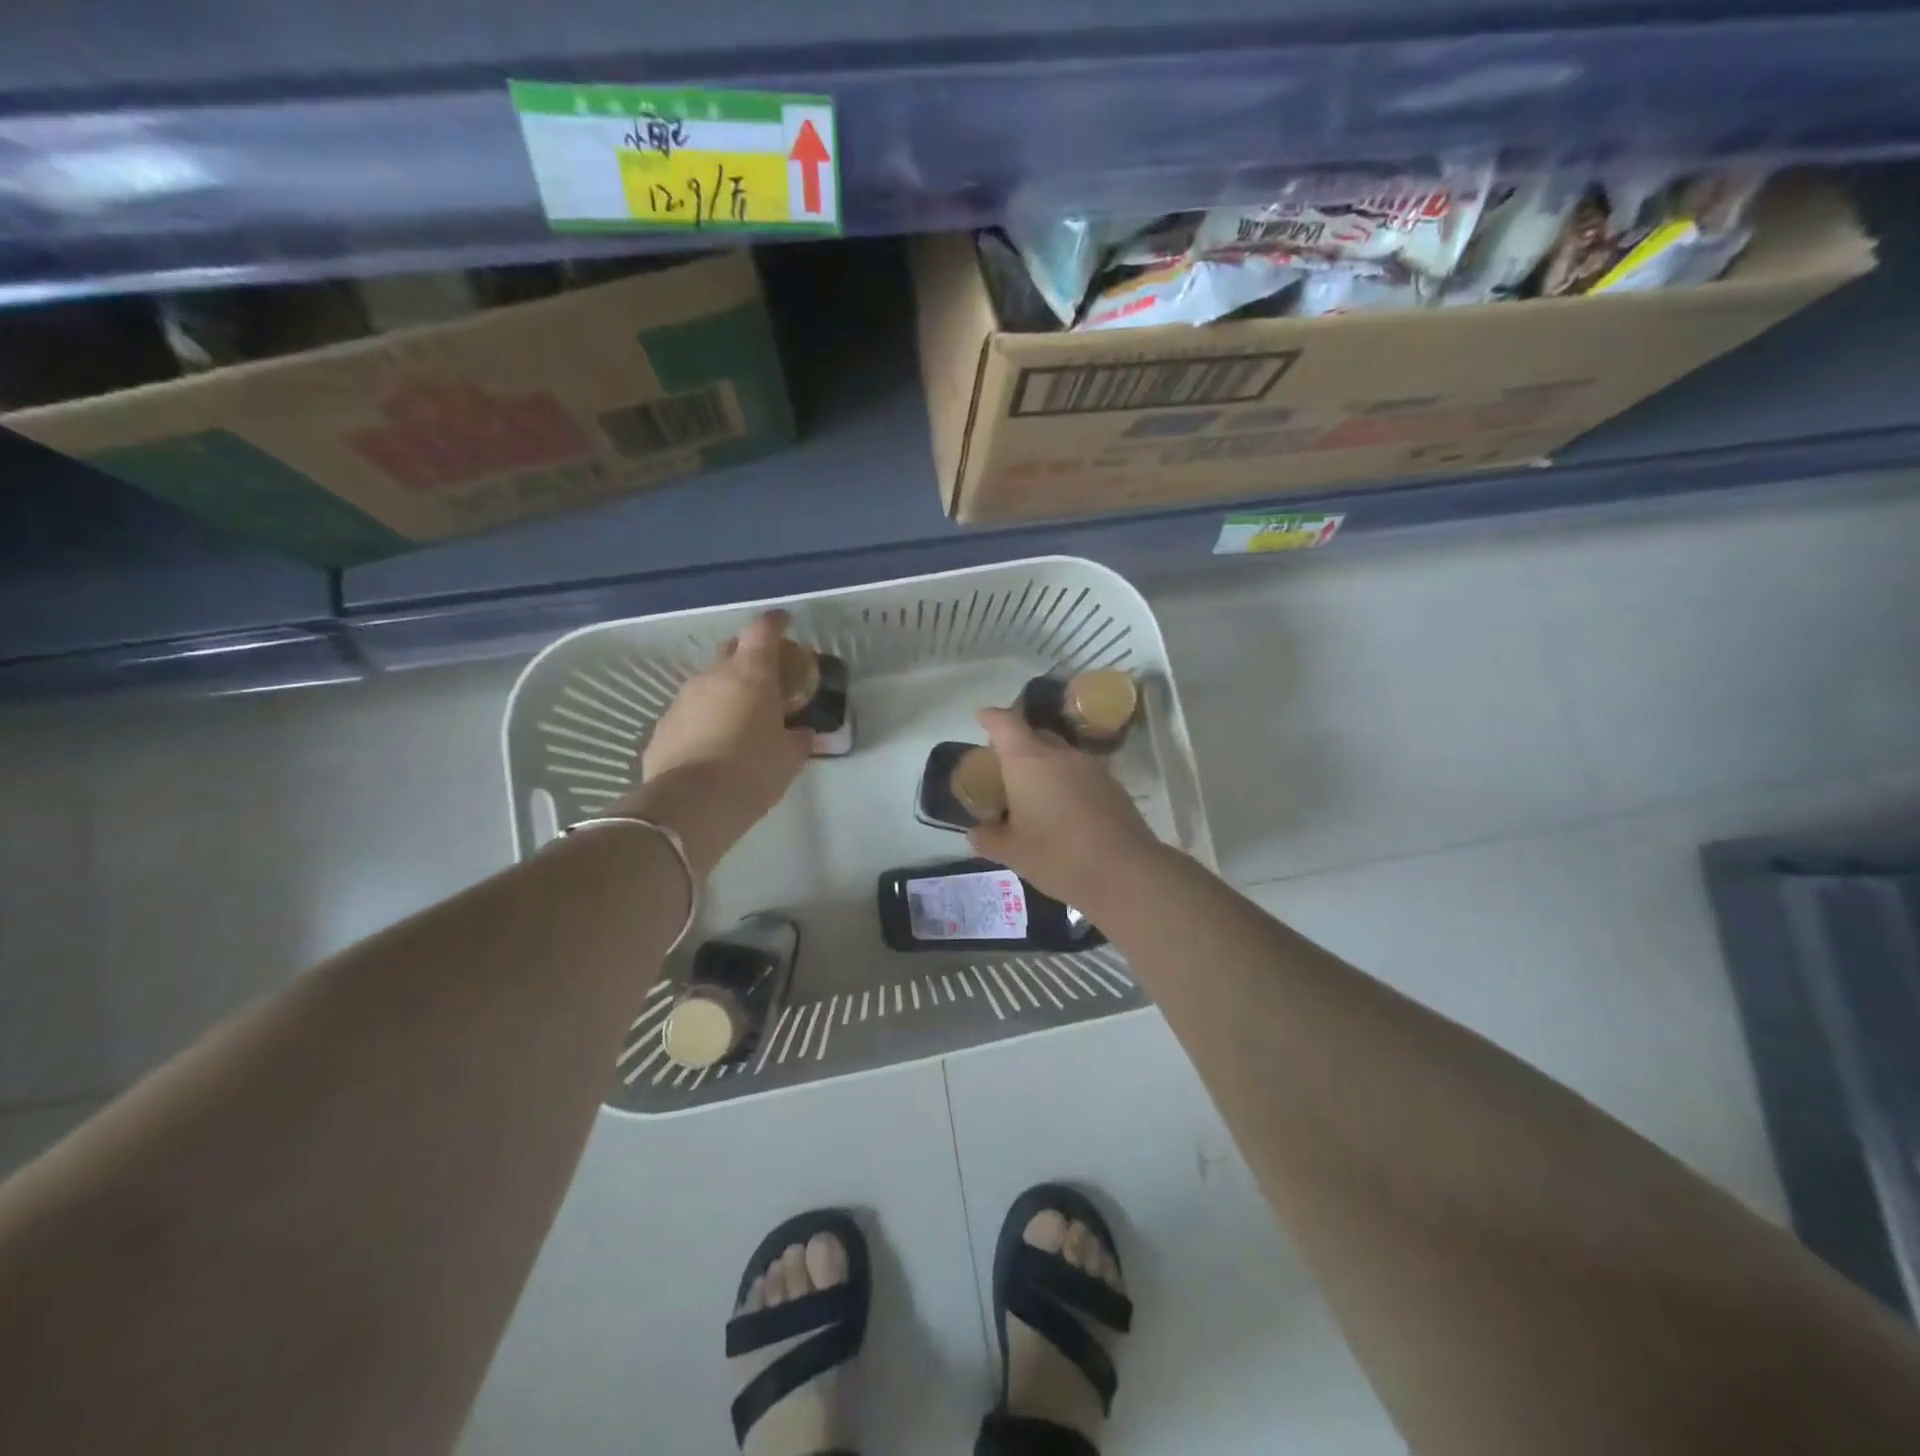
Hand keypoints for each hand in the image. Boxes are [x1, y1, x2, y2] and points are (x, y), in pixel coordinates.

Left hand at [619, 611, 812, 875]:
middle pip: (731, 650)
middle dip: (749, 656)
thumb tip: (800, 732)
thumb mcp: (790, 757)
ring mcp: (682, 700)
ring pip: (708, 683)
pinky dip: (705, 719)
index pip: (763, 631)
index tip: (785, 621)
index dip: (775, 623)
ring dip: (726, 692)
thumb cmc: (753, 772)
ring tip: (740, 718)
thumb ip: (798, 737)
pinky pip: (690, 713)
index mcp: (751, 675)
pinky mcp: (663, 727)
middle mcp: (713, 677)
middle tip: (766, 677)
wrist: (691, 805)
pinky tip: (714, 744)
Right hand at [967, 706, 1163, 911]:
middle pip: (1036, 736)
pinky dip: (1069, 784)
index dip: (992, 718)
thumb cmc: (1056, 855)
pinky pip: (1082, 775)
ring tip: (1035, 794)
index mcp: (1028, 760)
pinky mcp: (1114, 786)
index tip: (982, 717)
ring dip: (1046, 767)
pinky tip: (1065, 812)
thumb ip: (988, 839)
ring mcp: (1091, 767)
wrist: (1124, 871)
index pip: (1005, 724)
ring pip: (1062, 756)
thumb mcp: (1012, 852)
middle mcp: (1060, 754)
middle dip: (1019, 746)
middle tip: (1005, 768)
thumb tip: (975, 833)